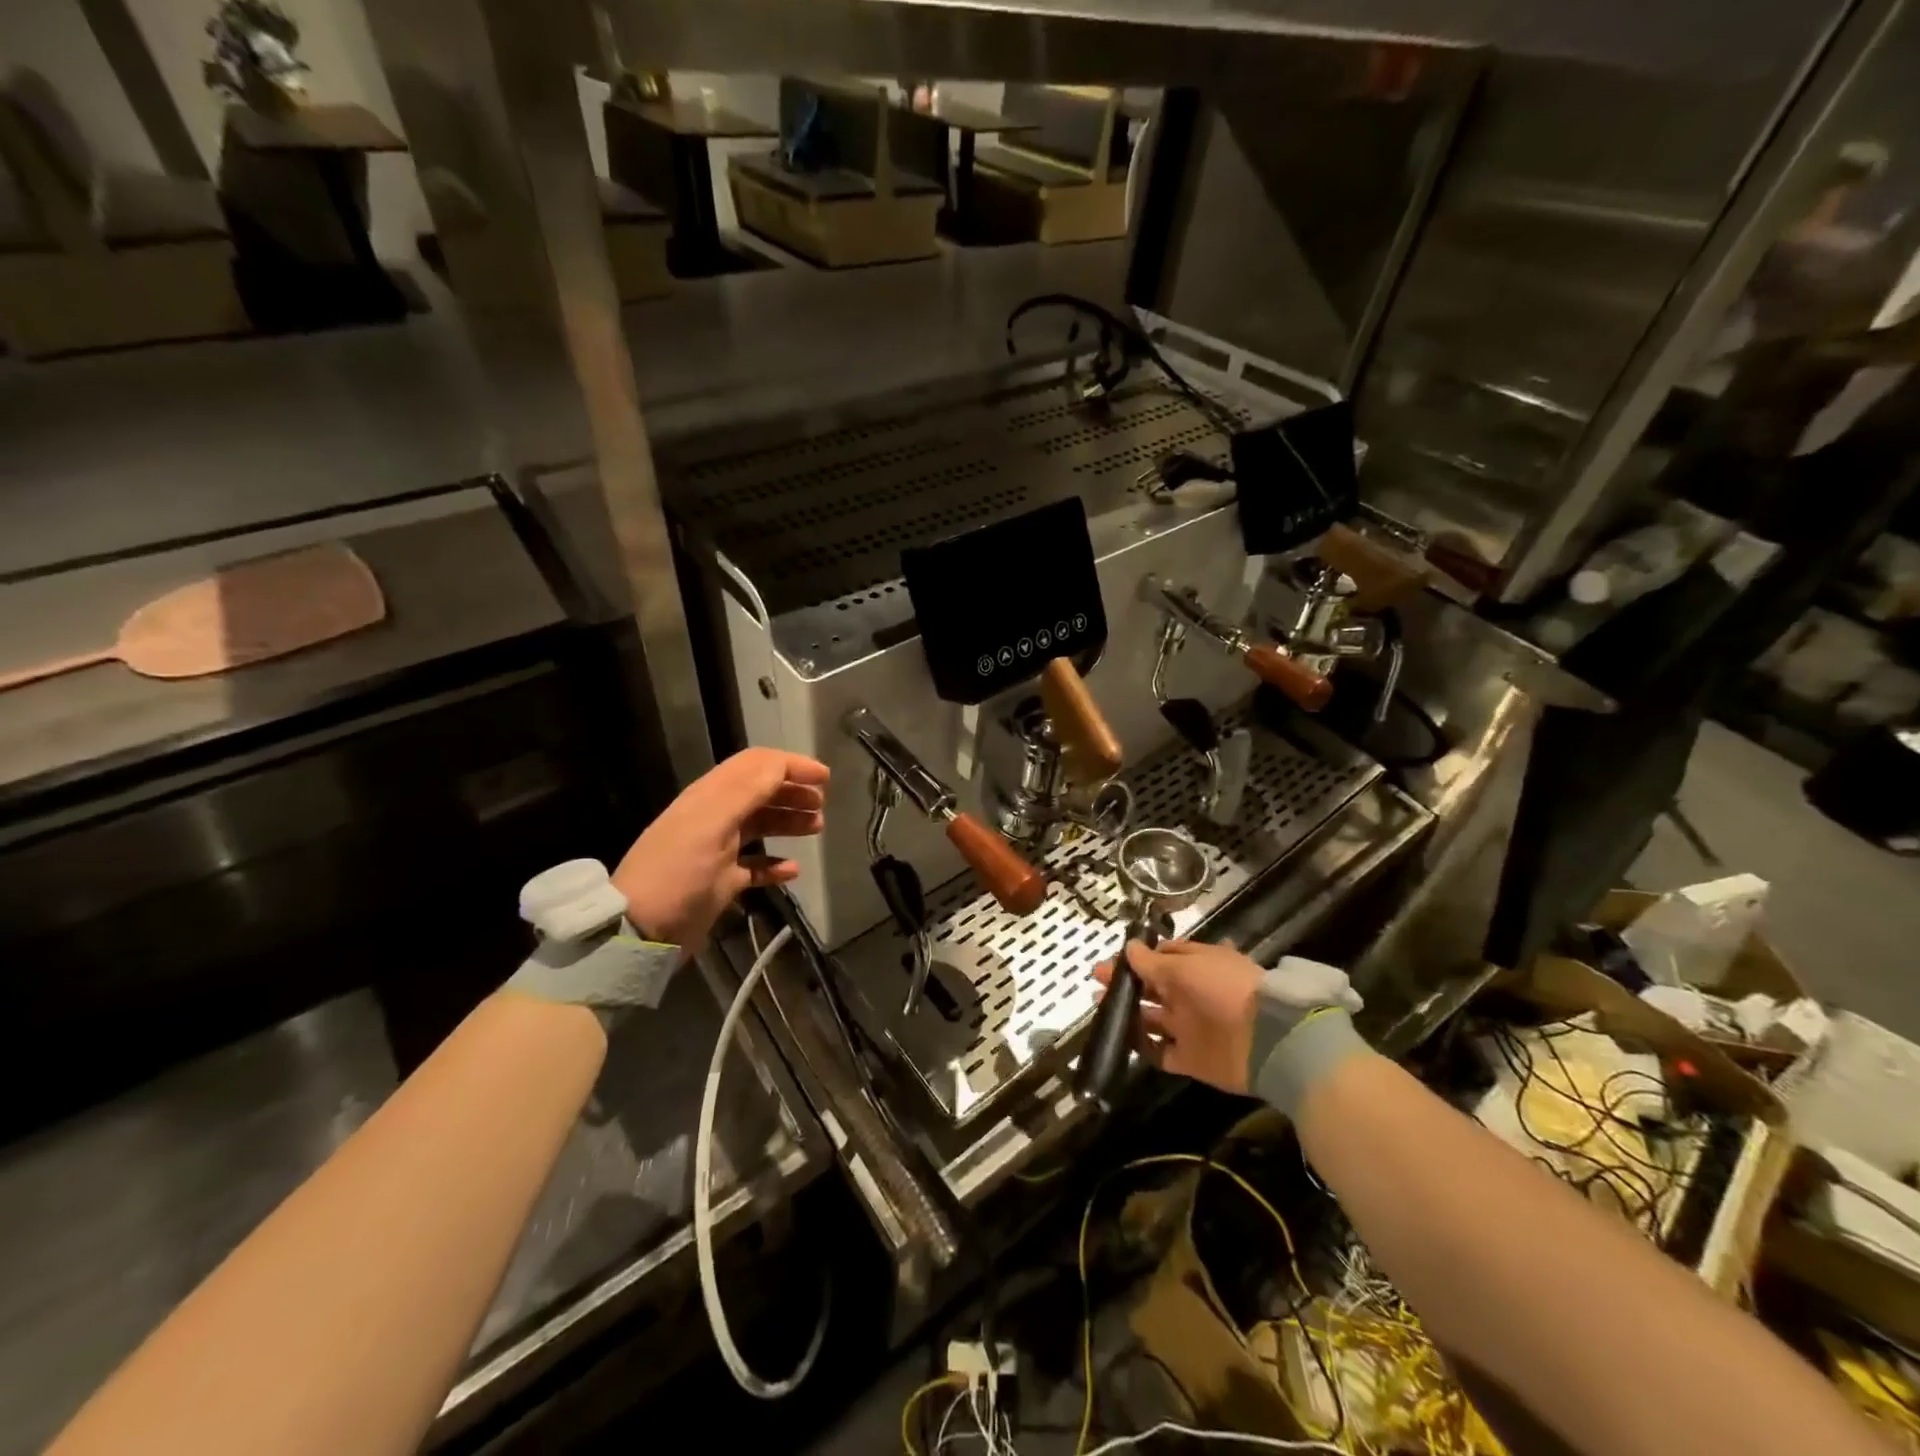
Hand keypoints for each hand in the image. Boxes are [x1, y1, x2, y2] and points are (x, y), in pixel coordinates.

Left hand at [613, 749, 828, 950]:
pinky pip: (755, 865)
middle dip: (792, 792)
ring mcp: (717, 850)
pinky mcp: (721, 881)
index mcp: (710, 797)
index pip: (755, 765)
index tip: (824, 777)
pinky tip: (792, 870)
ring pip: (760, 825)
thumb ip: (747, 790)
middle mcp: (714, 818)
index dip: (790, 765)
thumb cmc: (679, 872)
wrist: (641, 931)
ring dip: (788, 822)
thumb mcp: (712, 824)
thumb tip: (782, 764)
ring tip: (816, 828)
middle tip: (821, 805)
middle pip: (760, 793)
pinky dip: (775, 864)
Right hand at [1094, 940, 1263, 1093]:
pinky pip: (1162, 1053)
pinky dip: (1144, 1048)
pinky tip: (1122, 1040)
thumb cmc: (1223, 988)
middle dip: (1125, 984)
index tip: (1113, 960)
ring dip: (1128, 1014)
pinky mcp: (1192, 1059)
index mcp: (1195, 966)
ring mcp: (1191, 1027)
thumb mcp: (1185, 965)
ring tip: (1100, 1008)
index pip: (1162, 958)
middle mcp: (1192, 995)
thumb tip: (1128, 947)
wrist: (1266, 1039)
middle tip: (1096, 981)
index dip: (1137, 958)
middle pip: (1153, 988)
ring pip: (1153, 1019)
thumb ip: (1152, 961)